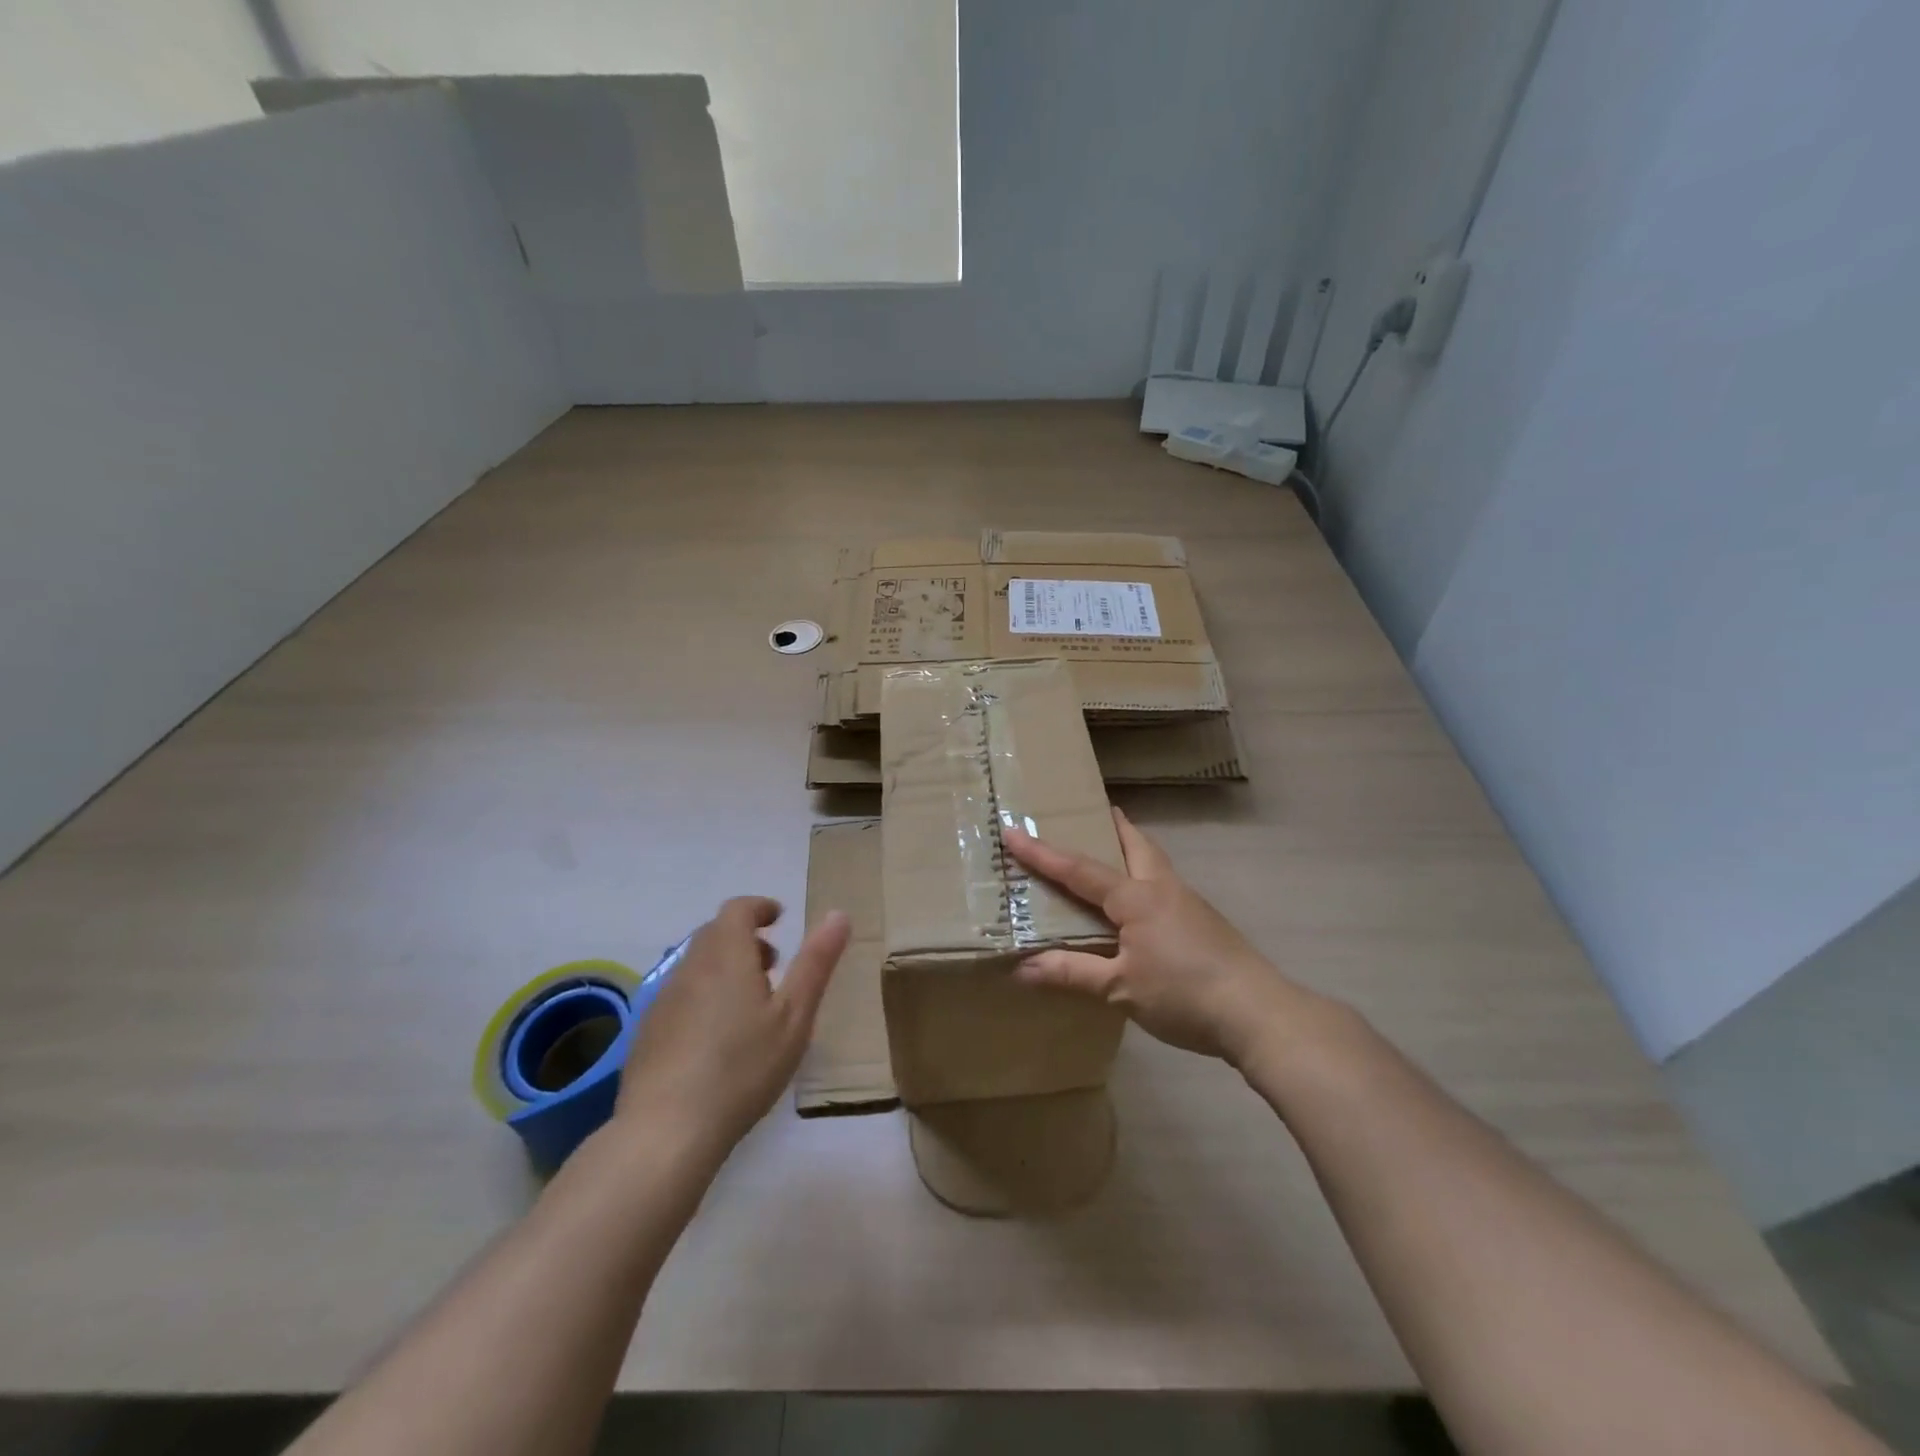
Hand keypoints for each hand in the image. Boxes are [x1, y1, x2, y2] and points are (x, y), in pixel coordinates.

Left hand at [613, 897, 849, 1160]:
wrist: (665, 1131)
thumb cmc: (742, 1068)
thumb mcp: (794, 1016)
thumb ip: (816, 963)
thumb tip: (839, 914)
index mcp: (726, 954)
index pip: (738, 909)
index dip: (760, 908)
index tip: (779, 918)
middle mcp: (689, 966)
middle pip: (715, 934)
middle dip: (745, 938)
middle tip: (773, 966)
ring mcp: (663, 999)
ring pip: (697, 965)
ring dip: (724, 968)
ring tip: (750, 1004)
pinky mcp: (647, 1032)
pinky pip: (681, 995)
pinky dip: (704, 995)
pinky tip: (717, 1038)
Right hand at [1003, 810, 1298, 1067]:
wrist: (1258, 1012)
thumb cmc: (1183, 994)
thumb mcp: (1120, 988)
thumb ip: (1072, 973)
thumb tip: (1022, 968)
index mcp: (1135, 897)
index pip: (1078, 869)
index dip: (1041, 853)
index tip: (1012, 830)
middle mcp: (1162, 888)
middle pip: (1134, 844)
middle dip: (1112, 826)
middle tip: (1095, 811)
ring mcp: (1188, 902)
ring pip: (1153, 862)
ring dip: (1131, 849)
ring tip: (1114, 848)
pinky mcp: (1204, 922)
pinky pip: (1164, 886)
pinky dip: (1145, 878)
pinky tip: (1141, 904)